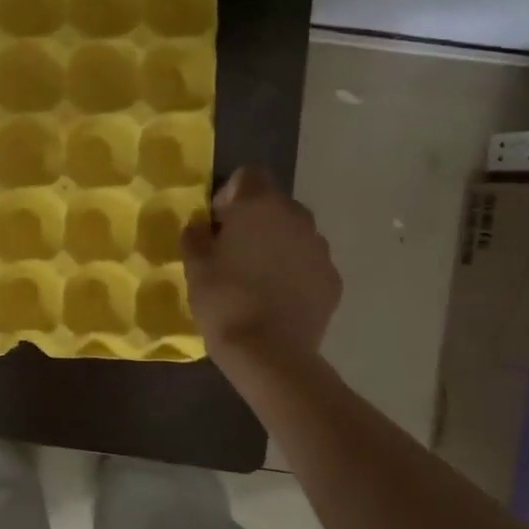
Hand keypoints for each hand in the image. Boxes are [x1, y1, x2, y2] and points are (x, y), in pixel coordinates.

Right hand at [182, 167, 340, 364]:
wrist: (270, 353)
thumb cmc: (224, 300)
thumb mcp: (195, 266)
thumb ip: (196, 236)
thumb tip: (202, 227)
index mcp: (260, 205)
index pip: (249, 175)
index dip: (230, 194)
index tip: (217, 223)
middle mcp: (297, 217)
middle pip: (274, 204)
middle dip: (255, 220)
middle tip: (233, 252)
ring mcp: (320, 248)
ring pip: (294, 234)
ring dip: (276, 245)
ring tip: (257, 278)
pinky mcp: (333, 279)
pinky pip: (309, 263)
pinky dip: (294, 272)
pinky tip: (277, 298)